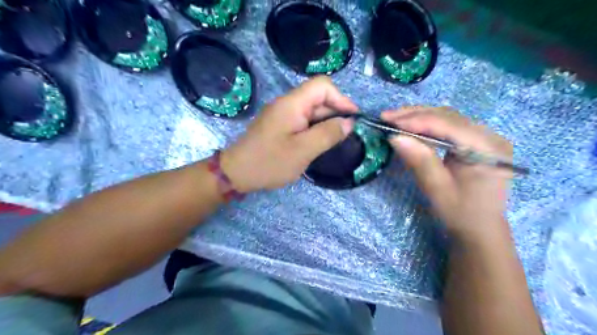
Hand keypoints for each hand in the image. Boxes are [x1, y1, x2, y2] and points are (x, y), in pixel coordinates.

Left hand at [221, 75, 355, 190]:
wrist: (237, 173)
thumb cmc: (270, 162)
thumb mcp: (303, 150)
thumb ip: (328, 134)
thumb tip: (349, 122)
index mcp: (292, 104)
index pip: (322, 86)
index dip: (341, 98)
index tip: (352, 118)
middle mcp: (287, 104)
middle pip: (318, 98)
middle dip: (335, 113)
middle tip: (345, 135)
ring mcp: (282, 115)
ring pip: (311, 111)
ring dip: (325, 123)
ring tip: (335, 141)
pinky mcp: (280, 126)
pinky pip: (302, 121)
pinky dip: (314, 129)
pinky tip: (319, 143)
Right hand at [382, 108, 512, 240]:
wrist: (479, 228)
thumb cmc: (461, 213)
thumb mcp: (438, 189)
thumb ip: (419, 160)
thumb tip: (395, 137)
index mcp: (488, 149)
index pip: (449, 126)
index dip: (417, 121)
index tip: (389, 122)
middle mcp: (490, 136)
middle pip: (449, 116)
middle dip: (415, 115)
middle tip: (387, 117)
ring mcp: (484, 137)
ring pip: (447, 117)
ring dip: (419, 116)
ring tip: (394, 119)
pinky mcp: (474, 141)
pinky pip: (448, 126)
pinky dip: (426, 124)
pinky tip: (410, 125)